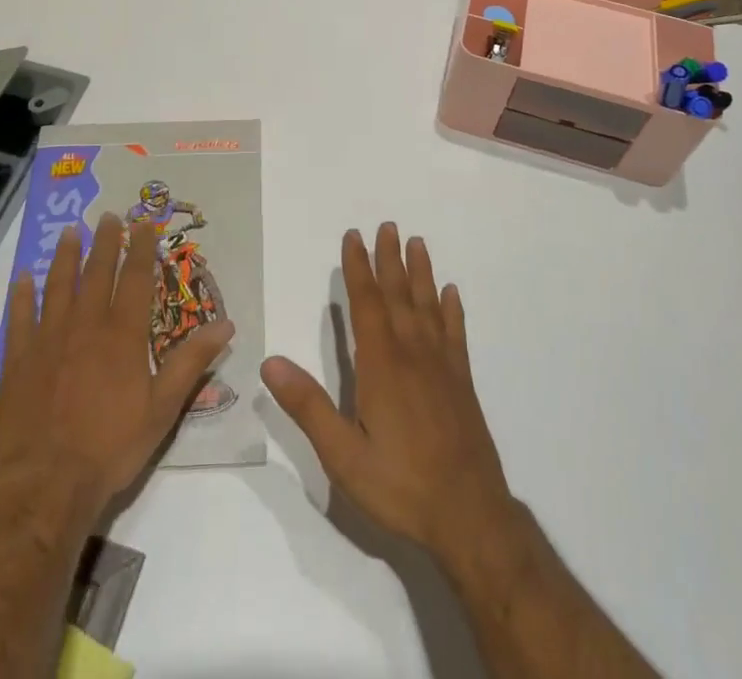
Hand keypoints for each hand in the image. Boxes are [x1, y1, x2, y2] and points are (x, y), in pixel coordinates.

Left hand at [0, 213, 234, 511]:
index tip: (143, 225)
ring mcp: (48, 341)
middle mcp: (85, 326)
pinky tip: (23, 279)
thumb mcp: (163, 409)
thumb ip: (191, 362)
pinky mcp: (18, 362)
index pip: (135, 279)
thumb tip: (226, 325)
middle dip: (104, 242)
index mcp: (122, 335)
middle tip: (107, 216)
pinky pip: (20, 319)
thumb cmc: (110, 448)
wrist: (45, 486)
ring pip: (58, 286)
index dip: (140, 249)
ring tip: (69, 232)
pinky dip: (21, 296)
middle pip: (96, 273)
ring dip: (65, 257)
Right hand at [262, 224, 515, 569]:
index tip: (354, 236)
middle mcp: (412, 353)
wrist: (470, 516)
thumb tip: (270, 361)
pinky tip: (451, 293)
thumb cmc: (400, 485)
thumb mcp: (343, 455)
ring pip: (428, 306)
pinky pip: (456, 334)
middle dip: (390, 259)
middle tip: (388, 225)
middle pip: (399, 295)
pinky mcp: (462, 383)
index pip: (366, 303)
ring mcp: (442, 366)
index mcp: (381, 364)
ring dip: (421, 273)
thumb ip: (308, 406)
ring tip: (418, 243)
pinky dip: (452, 310)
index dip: (358, 268)